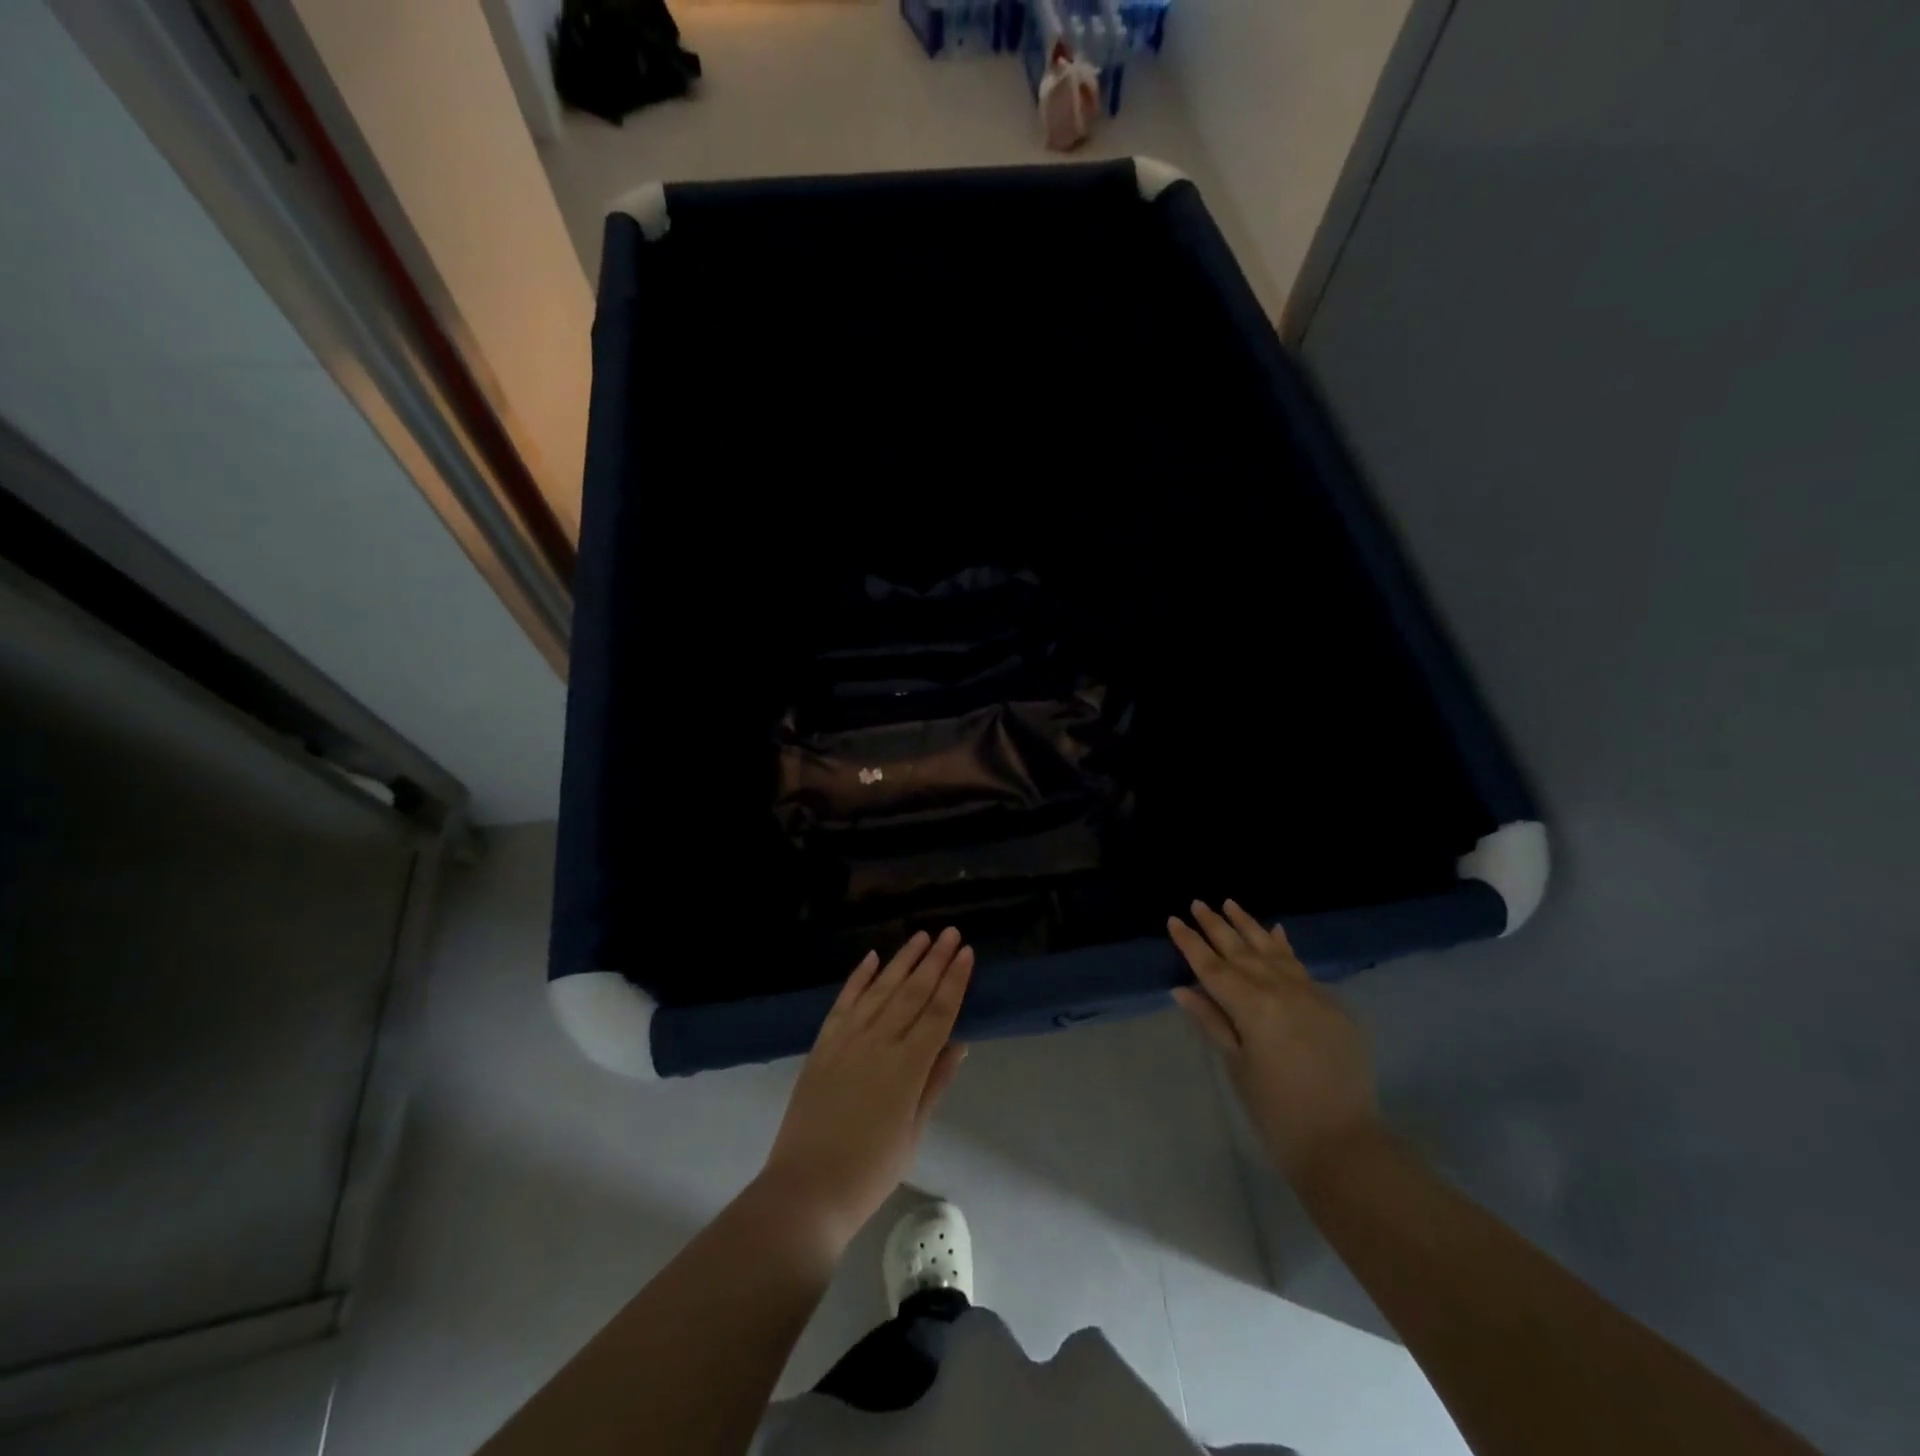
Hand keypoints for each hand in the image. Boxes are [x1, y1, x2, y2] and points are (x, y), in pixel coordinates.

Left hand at [759, 928, 973, 1253]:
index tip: (967, 952)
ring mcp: (847, 1039)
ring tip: (920, 935)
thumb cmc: (870, 1170)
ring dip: (902, 959)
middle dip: (934, 959)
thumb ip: (934, 1083)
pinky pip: (844, 1001)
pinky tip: (872, 958)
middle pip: (913, 991)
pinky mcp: (823, 1044)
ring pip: (881, 988)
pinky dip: (859, 977)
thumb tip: (958, 1043)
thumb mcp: (913, 1132)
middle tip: (950, 931)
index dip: (955, 980)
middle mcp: (879, 1042)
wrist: (806, 1188)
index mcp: (907, 1067)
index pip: (939, 1012)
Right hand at [1169, 901, 1380, 1179]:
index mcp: (1253, 1007)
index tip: (1174, 920)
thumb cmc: (1276, 1110)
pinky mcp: (1333, 1005)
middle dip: (1216, 926)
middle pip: (1241, 951)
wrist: (1343, 1143)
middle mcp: (1282, 990)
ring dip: (1249, 926)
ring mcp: (1311, 994)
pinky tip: (1276, 931)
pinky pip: (1301, 967)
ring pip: (1273, 950)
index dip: (1191, 943)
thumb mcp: (1237, 1065)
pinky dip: (1284, 947)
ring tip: (1230, 903)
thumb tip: (1182, 988)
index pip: (1213, 967)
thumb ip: (1211, 1020)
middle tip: (1197, 903)